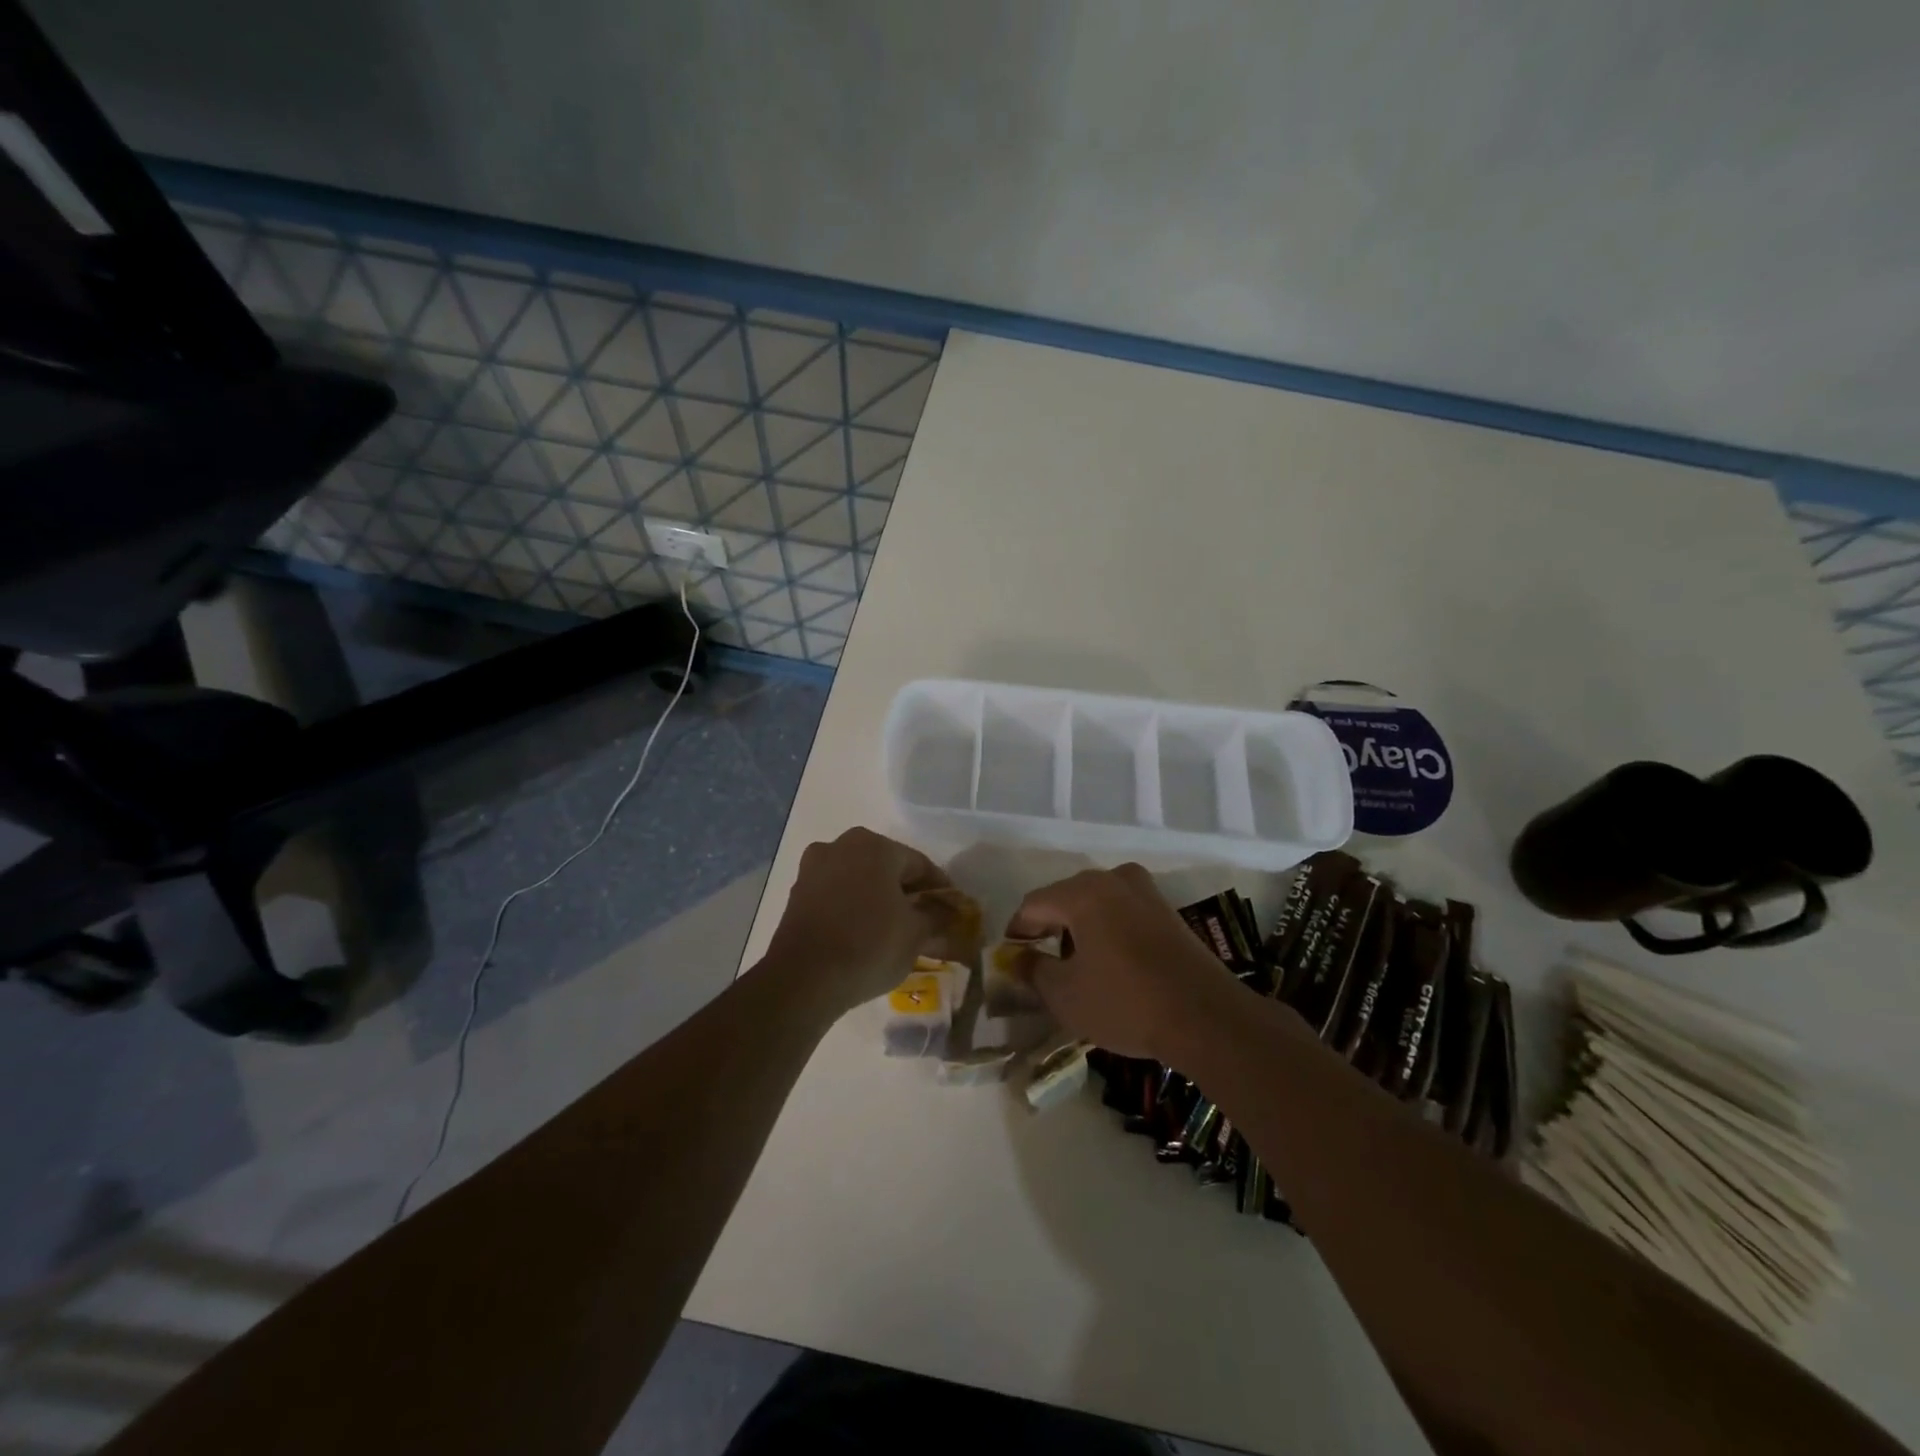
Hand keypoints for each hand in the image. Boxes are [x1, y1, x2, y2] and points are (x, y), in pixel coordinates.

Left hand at [764, 827, 952, 1014]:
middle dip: (906, 892)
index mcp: (874, 845)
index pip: (919, 864)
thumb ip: (938, 917)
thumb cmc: (869, 945)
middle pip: (886, 867)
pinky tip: (863, 933)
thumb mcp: (915, 934)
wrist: (803, 979)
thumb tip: (950, 912)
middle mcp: (841, 845)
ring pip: (859, 880)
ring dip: (878, 899)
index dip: (939, 889)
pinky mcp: (797, 893)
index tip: (952, 912)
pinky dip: (853, 908)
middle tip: (923, 921)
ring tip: (893, 930)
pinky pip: (836, 894)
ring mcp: (814, 868)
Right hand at [1005, 863, 1241, 1062]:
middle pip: (1065, 897)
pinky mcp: (1167, 911)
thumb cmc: (1124, 1002)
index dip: (1017, 931)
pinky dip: (1108, 929)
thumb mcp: (1065, 995)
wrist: (1206, 1017)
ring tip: (1075, 964)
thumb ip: (1033, 970)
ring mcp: (1145, 892)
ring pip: (1096, 902)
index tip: (1011, 958)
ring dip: (1079, 927)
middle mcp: (1113, 879)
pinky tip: (1109, 962)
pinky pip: (1123, 911)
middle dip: (1049, 927)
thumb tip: (1017, 958)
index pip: (1034, 904)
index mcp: (1082, 892)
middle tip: (1040, 961)